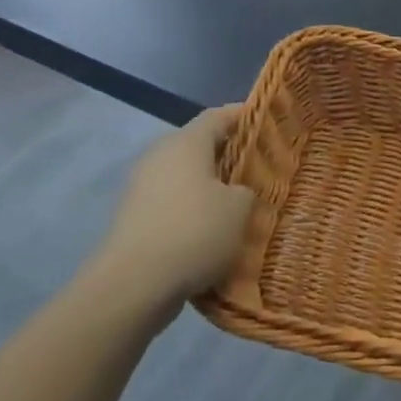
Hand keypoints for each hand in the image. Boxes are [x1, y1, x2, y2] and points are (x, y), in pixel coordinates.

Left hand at [78, 105, 254, 316]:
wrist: (133, 284)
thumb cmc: (194, 232)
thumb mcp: (239, 208)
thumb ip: (246, 189)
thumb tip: (235, 192)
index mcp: (186, 143)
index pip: (218, 116)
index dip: (243, 116)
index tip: (267, 122)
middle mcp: (160, 156)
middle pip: (200, 145)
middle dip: (229, 155)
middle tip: (259, 169)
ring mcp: (142, 187)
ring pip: (186, 177)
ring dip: (210, 187)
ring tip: (240, 205)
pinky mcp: (135, 217)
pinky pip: (173, 204)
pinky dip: (193, 211)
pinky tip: (213, 233)